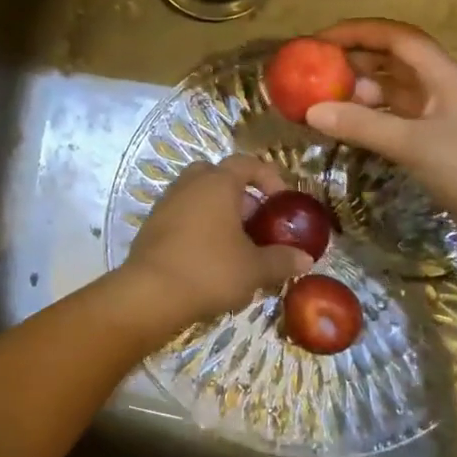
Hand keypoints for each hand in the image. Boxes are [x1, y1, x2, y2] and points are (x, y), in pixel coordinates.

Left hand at [122, 154, 313, 326]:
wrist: (150, 294)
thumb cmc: (209, 270)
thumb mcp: (254, 269)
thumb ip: (282, 260)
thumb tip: (306, 259)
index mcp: (217, 183)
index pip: (246, 163)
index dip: (268, 177)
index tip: (281, 200)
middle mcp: (189, 184)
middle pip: (217, 175)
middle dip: (238, 194)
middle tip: (254, 220)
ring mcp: (166, 204)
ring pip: (197, 196)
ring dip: (217, 212)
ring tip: (234, 243)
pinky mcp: (151, 226)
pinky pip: (181, 215)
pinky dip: (197, 227)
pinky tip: (208, 257)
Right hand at [304, 19, 456, 262]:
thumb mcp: (414, 145)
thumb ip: (362, 126)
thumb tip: (311, 111)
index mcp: (445, 76)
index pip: (397, 38)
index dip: (358, 33)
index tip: (320, 41)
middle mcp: (443, 89)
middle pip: (394, 63)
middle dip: (355, 63)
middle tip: (314, 74)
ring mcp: (443, 118)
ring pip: (395, 95)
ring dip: (361, 95)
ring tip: (323, 103)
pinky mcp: (440, 145)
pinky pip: (398, 122)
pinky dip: (372, 122)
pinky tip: (349, 131)